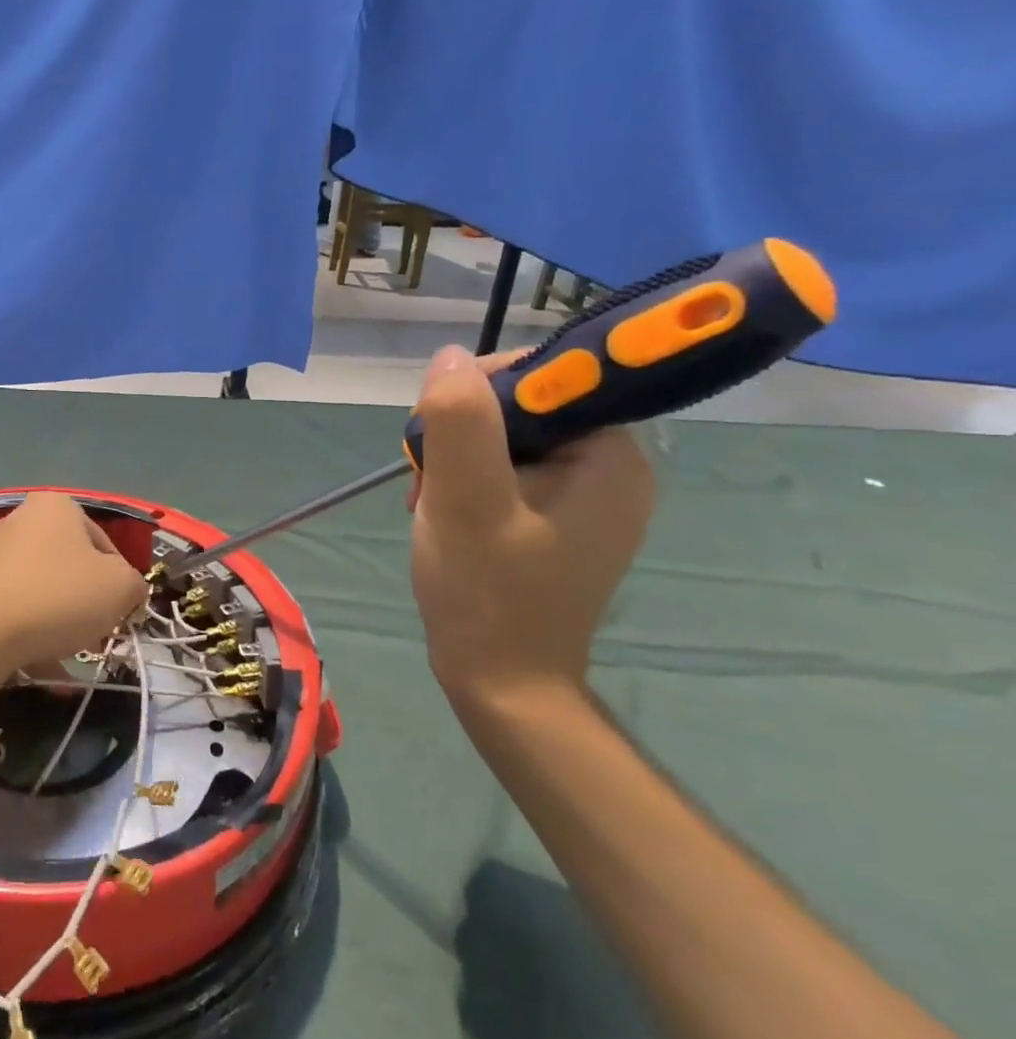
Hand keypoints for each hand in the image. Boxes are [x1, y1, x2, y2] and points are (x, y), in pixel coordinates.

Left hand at [0, 492, 148, 674]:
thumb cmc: (58, 596)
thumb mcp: (120, 587)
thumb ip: (134, 584)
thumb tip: (127, 591)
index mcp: (57, 506)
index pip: (105, 544)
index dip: (120, 582)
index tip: (121, 614)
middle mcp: (21, 519)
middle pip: (72, 566)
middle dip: (88, 604)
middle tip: (96, 636)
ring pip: (43, 591)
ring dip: (60, 622)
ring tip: (67, 655)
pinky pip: (16, 610)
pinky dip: (31, 634)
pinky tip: (40, 664)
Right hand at [408, 347, 654, 711]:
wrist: (500, 681)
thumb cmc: (488, 592)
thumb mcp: (466, 500)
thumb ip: (461, 422)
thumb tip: (451, 357)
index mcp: (610, 458)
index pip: (550, 378)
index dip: (482, 389)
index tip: (438, 430)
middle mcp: (609, 470)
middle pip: (522, 409)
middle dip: (462, 433)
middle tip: (428, 477)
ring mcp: (583, 498)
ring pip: (505, 441)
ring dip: (456, 460)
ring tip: (430, 502)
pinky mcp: (554, 520)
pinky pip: (506, 473)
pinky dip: (465, 484)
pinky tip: (441, 513)